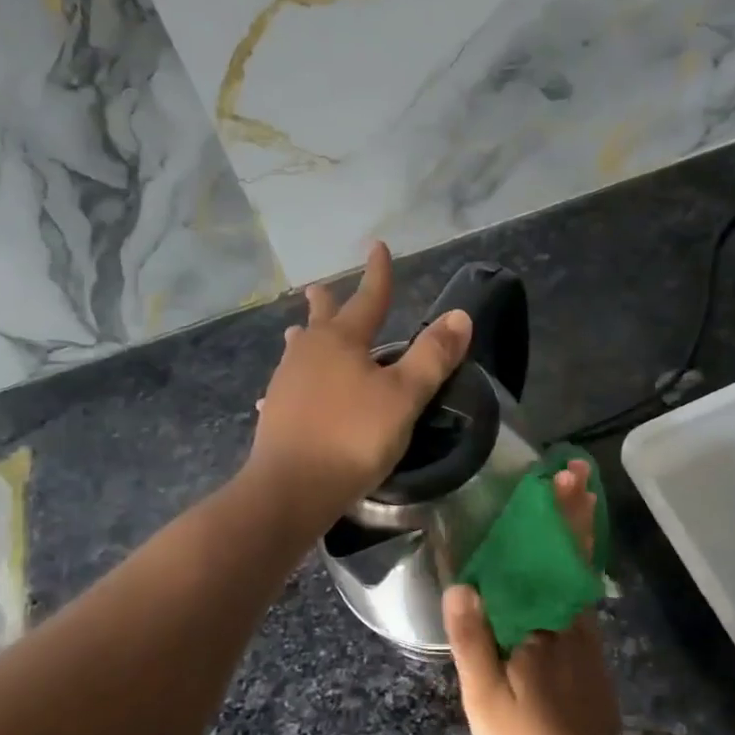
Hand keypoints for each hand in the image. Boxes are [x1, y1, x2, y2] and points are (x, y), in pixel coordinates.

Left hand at [248, 241, 472, 518]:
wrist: (291, 488)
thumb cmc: (354, 436)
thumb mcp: (404, 396)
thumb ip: (432, 356)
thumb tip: (458, 315)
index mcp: (342, 341)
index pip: (368, 299)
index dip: (378, 274)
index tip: (378, 246)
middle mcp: (309, 353)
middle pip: (322, 320)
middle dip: (329, 303)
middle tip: (319, 288)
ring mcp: (287, 383)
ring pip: (299, 351)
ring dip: (305, 337)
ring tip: (299, 330)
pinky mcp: (276, 414)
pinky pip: (288, 386)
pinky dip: (294, 381)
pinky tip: (282, 394)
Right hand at [444, 460, 623, 734]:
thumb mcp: (487, 698)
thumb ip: (472, 640)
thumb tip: (461, 584)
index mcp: (541, 621)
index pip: (543, 555)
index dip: (550, 515)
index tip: (555, 478)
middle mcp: (568, 614)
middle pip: (569, 550)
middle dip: (572, 508)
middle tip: (574, 469)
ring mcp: (582, 629)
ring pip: (578, 565)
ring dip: (579, 526)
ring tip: (580, 492)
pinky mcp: (586, 644)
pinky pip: (580, 585)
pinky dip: (578, 557)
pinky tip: (572, 549)